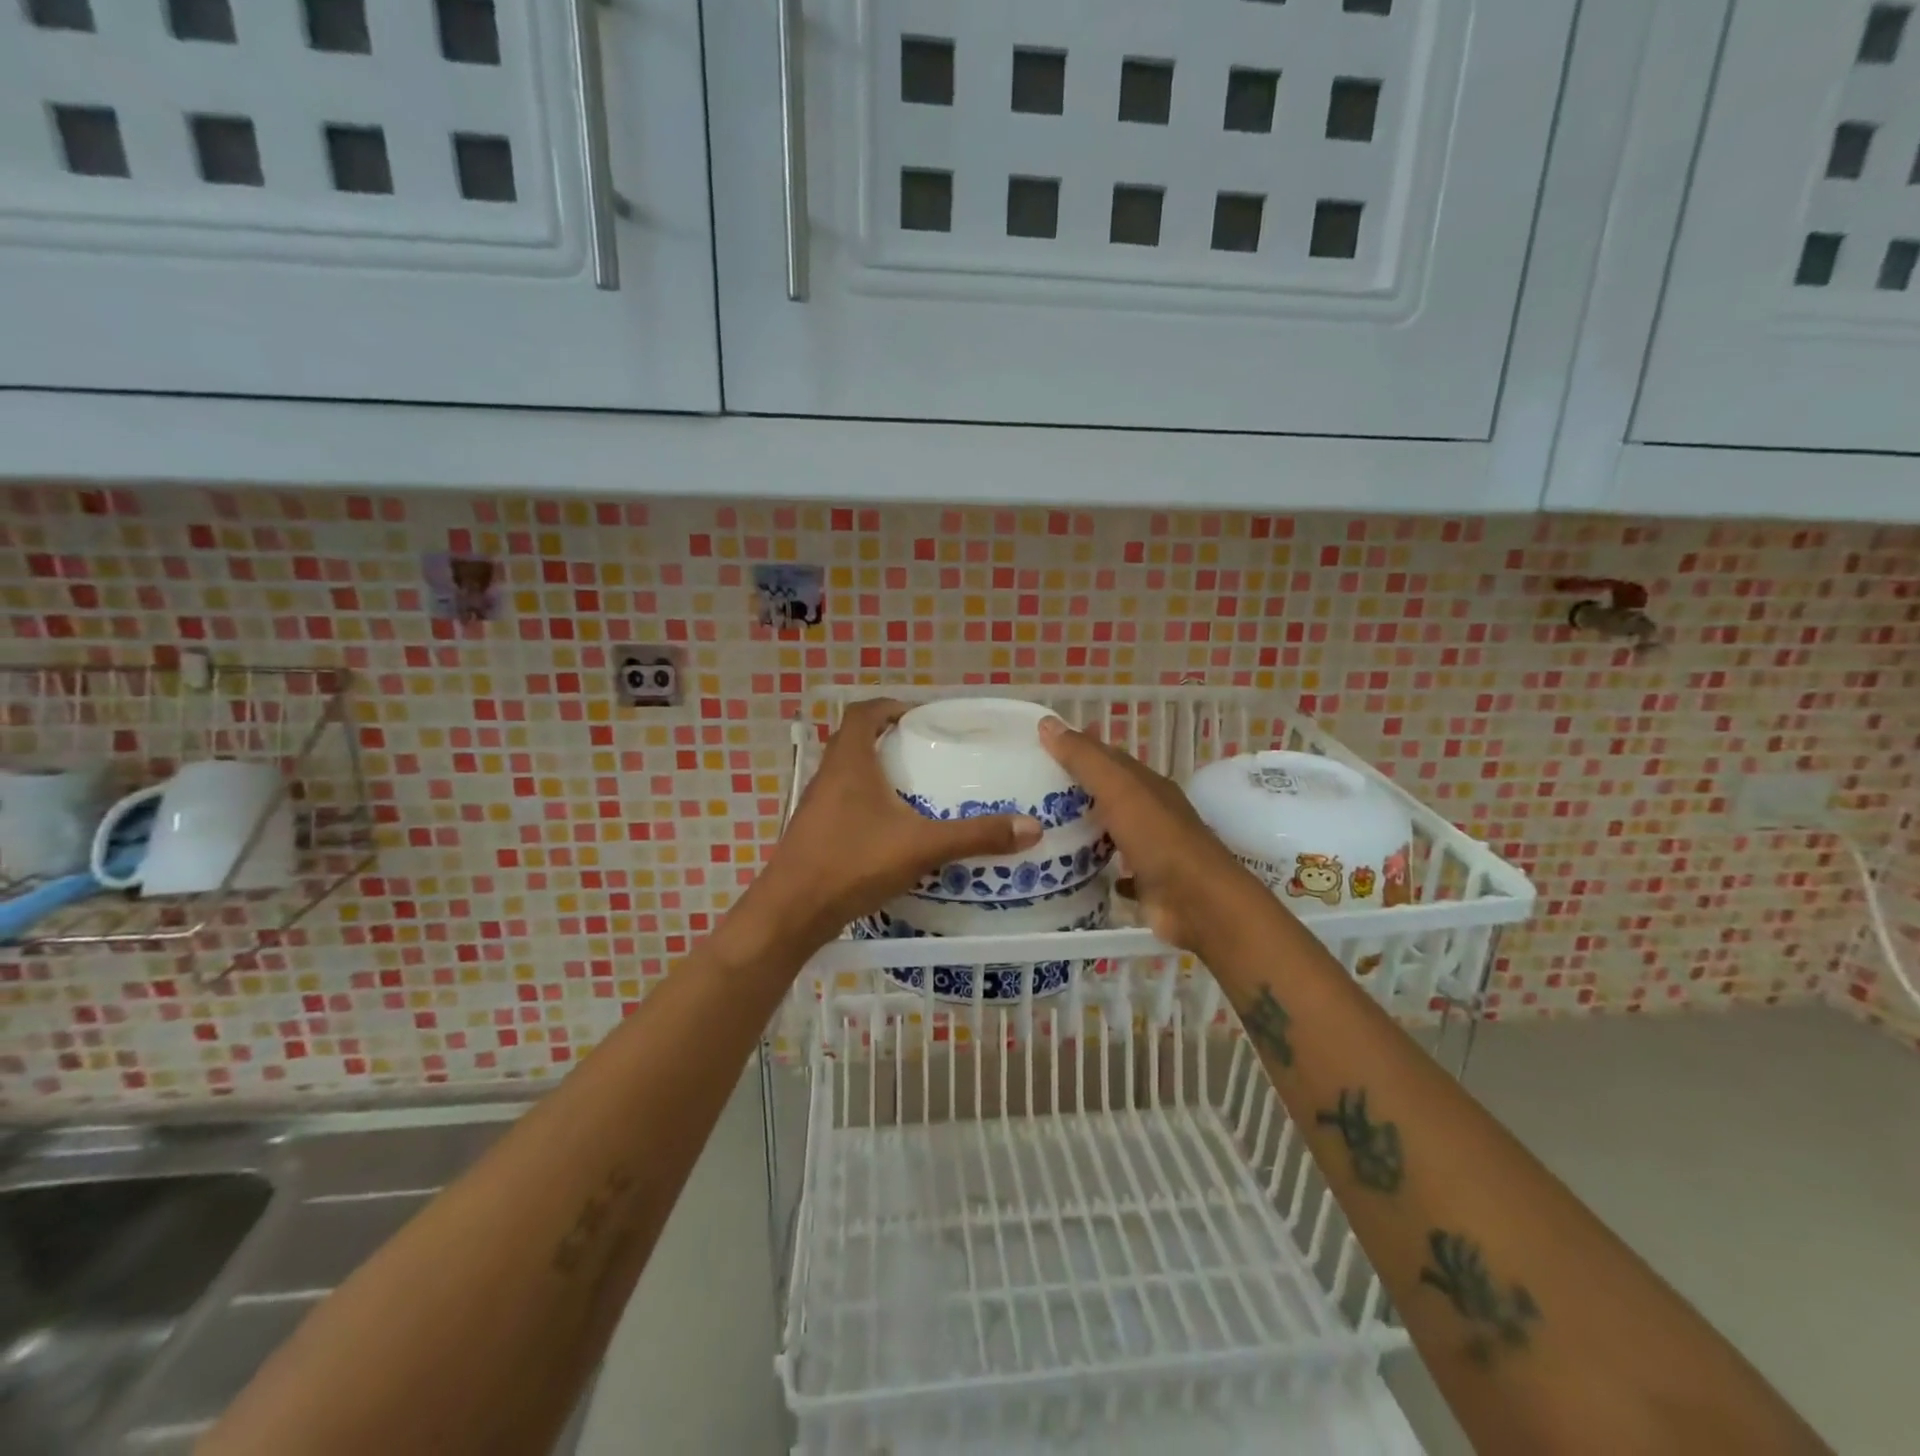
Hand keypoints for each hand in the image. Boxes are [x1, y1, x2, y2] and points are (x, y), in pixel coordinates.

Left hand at [746, 699, 1043, 949]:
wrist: (792, 913)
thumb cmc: (852, 864)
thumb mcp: (921, 846)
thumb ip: (975, 836)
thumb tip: (1031, 827)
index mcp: (849, 762)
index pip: (863, 712)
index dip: (890, 706)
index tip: (921, 718)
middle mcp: (828, 776)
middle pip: (854, 740)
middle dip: (888, 740)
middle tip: (926, 752)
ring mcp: (816, 806)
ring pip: (847, 774)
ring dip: (876, 773)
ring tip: (916, 789)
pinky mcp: (814, 833)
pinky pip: (843, 803)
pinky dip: (867, 804)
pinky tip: (892, 830)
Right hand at [1038, 716, 1267, 954]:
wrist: (1198, 903)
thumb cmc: (1158, 839)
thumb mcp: (1119, 789)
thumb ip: (1085, 758)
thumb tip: (1047, 723)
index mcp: (1147, 785)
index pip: (1108, 758)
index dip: (1076, 750)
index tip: (1039, 749)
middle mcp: (1151, 813)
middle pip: (1108, 795)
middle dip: (1075, 791)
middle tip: (1029, 792)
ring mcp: (1150, 850)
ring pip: (1111, 832)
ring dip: (1084, 829)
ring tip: (1040, 829)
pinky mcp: (1146, 884)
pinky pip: (1116, 871)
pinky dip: (1097, 868)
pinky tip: (1071, 871)